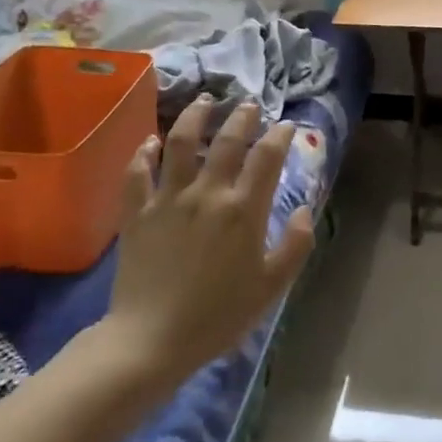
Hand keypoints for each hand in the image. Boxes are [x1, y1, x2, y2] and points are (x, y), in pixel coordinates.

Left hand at [104, 96, 314, 387]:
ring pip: (180, 143)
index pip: (267, 157)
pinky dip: (144, 152)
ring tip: (205, 102)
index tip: (288, 125)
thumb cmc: (220, 315)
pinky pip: (138, 172)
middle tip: (250, 105)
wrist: (153, 338)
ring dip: (195, 117)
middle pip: (227, 141)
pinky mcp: (136, 213)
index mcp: (243, 210)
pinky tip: (151, 142)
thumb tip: (305, 208)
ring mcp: (167, 199)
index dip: (281, 135)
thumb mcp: (272, 286)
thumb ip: (296, 244)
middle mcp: (207, 193)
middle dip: (242, 117)